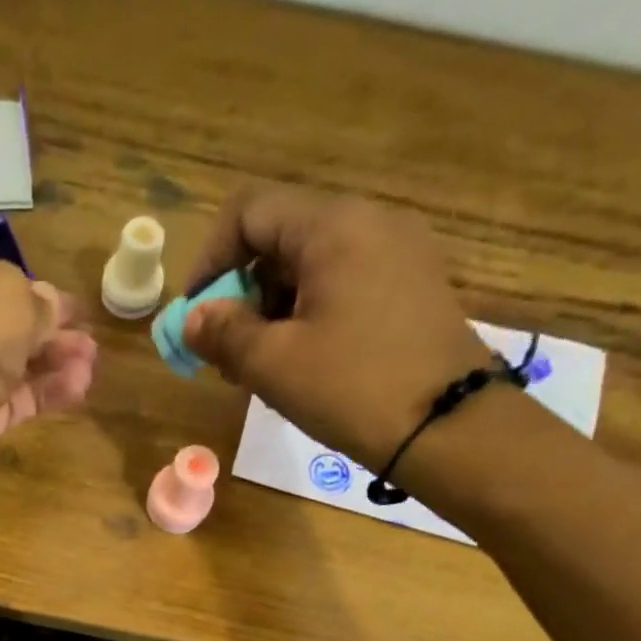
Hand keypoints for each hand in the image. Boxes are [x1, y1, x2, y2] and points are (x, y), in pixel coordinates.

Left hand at [0, 247, 96, 513]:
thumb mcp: (8, 297)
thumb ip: (36, 300)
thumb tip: (49, 306)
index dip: (29, 289)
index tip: (71, 306)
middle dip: (48, 330)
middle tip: (89, 338)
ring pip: (8, 367)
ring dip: (52, 363)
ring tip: (91, 365)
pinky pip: (10, 404)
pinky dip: (43, 395)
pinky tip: (78, 389)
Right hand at [183, 185, 492, 466]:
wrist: (447, 428)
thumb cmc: (352, 388)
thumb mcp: (273, 364)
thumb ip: (224, 333)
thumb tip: (193, 320)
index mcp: (334, 226)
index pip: (250, 211)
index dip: (209, 259)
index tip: (194, 315)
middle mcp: (370, 222)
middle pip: (280, 237)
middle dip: (240, 293)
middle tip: (223, 353)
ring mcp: (397, 253)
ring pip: (310, 265)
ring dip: (270, 310)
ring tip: (258, 368)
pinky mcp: (411, 287)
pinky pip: (342, 285)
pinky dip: (306, 315)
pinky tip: (299, 363)